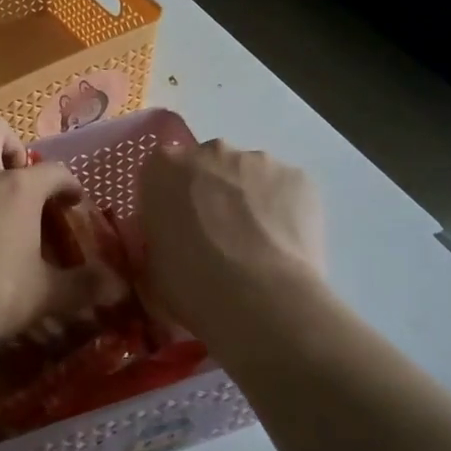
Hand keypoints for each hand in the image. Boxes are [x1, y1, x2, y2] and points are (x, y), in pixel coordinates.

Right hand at [139, 140, 325, 339]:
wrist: (261, 299)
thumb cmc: (192, 284)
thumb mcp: (153, 267)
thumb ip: (160, 239)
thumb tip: (172, 241)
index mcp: (163, 167)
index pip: (162, 173)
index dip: (172, 200)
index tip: (179, 227)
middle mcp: (210, 151)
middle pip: (208, 165)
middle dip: (212, 192)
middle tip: (218, 235)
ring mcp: (258, 160)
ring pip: (250, 175)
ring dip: (249, 200)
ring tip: (257, 246)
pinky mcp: (298, 177)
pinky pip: (285, 190)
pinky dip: (283, 211)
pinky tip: (284, 246)